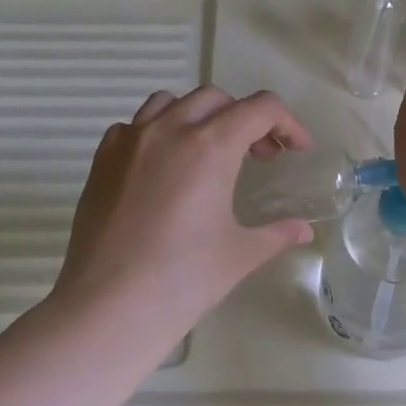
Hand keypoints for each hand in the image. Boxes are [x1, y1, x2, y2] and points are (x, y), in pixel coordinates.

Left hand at [53, 86, 315, 335]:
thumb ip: (276, 233)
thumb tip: (303, 230)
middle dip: (246, 119)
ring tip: (210, 153)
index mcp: (210, 146)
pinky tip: (164, 168)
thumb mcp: (240, 254)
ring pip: (171, 102)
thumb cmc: (184, 280)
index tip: (296, 149)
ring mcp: (129, 141)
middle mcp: (168, 130)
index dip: (287, 123)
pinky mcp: (102, 160)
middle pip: (217, 98)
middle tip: (259, 157)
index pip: (260, 108)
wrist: (110, 307)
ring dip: (200, 117)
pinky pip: (135, 126)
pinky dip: (158, 132)